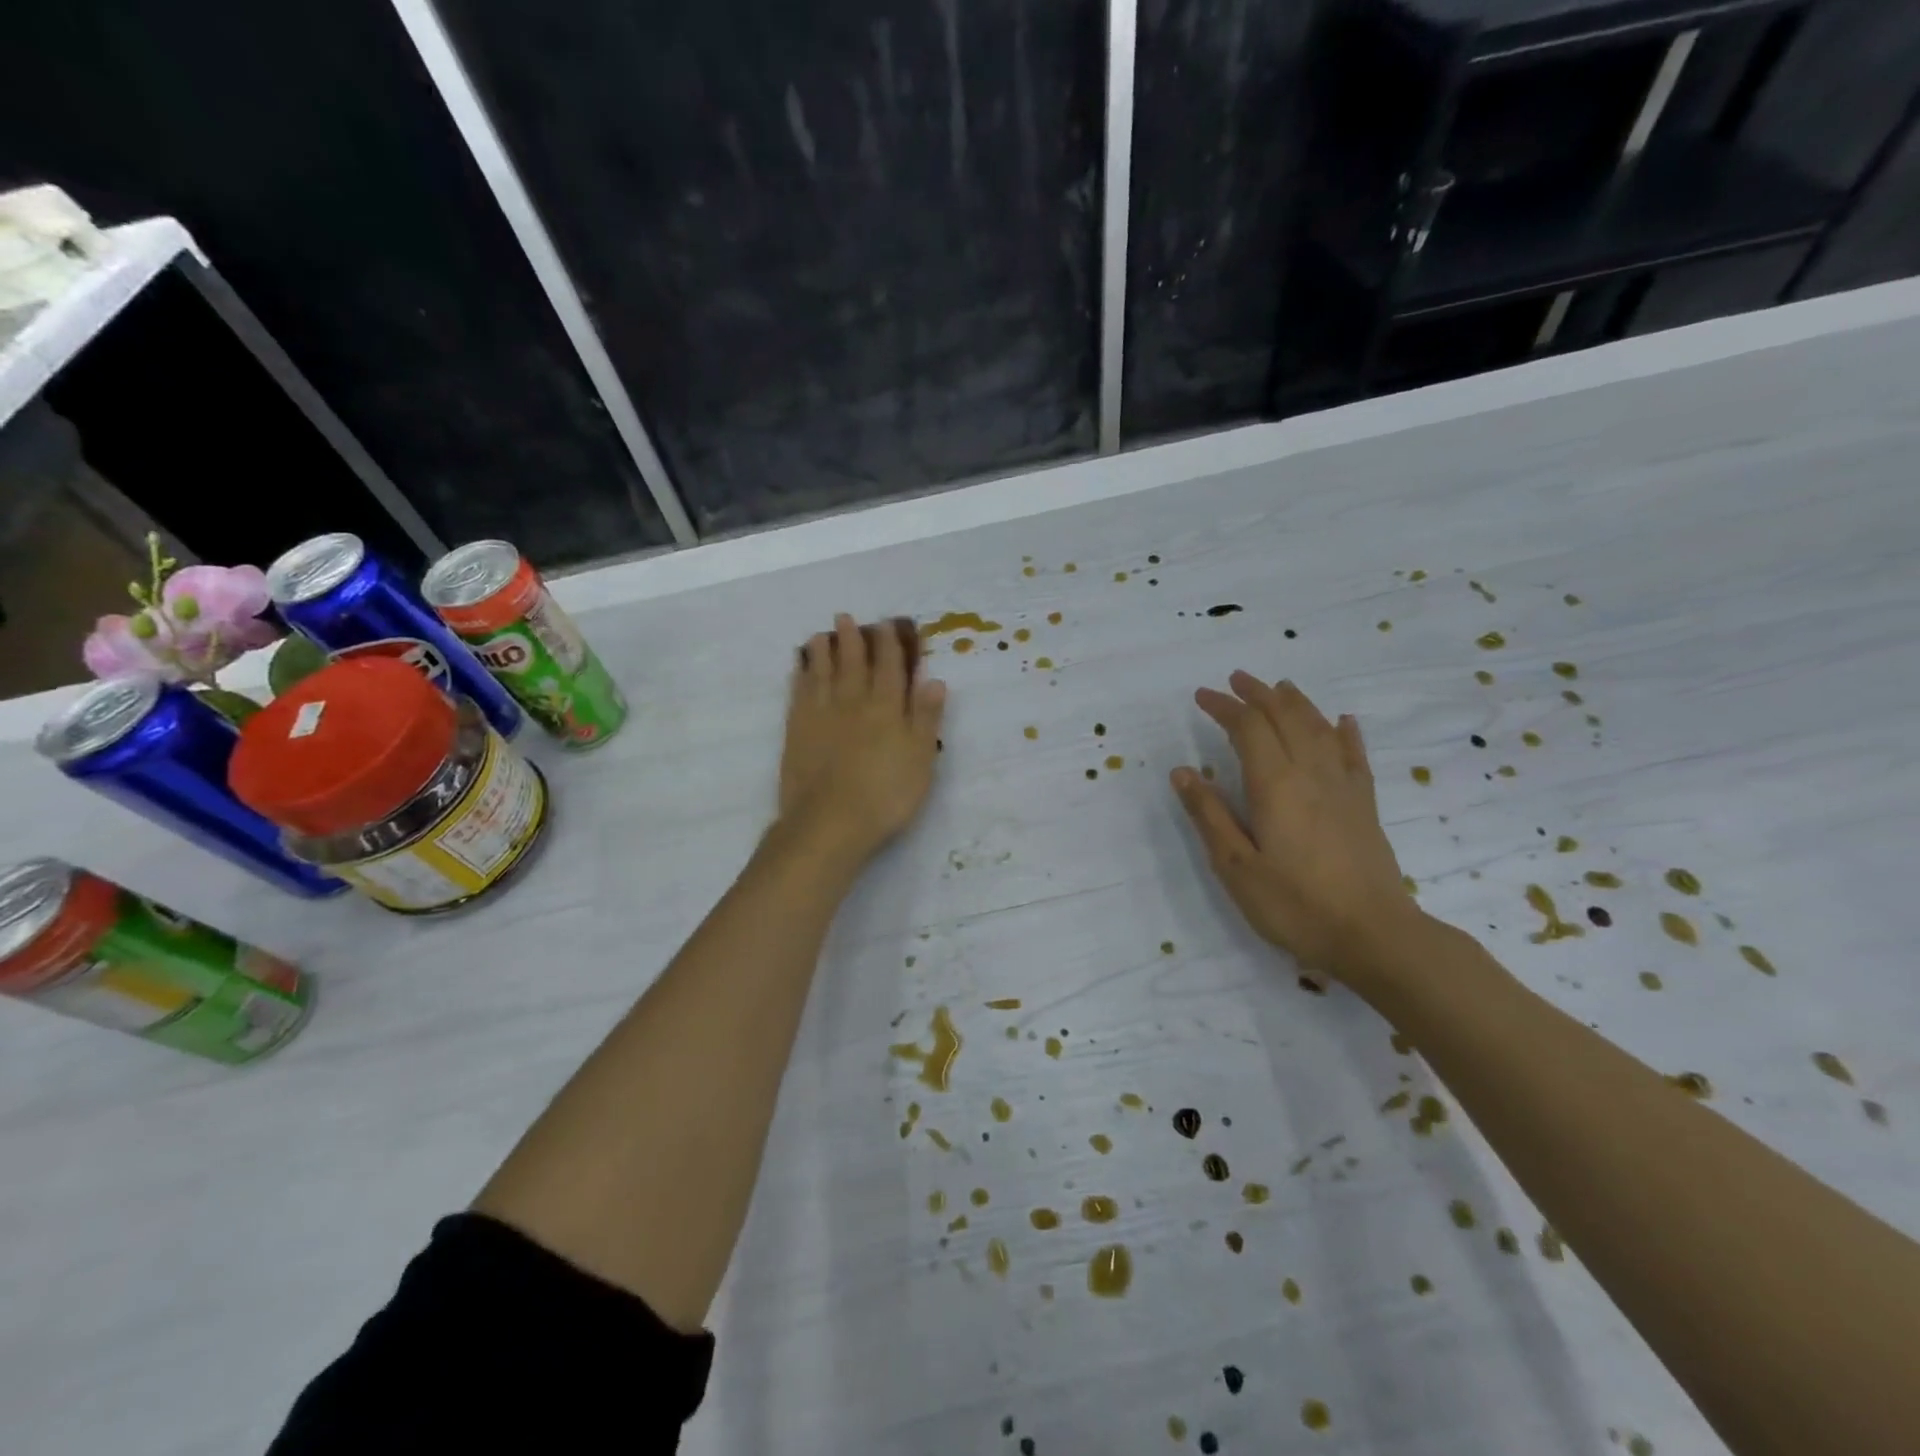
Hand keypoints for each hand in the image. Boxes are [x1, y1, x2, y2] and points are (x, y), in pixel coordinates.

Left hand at [779, 614, 946, 864]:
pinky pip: (798, 694)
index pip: (889, 667)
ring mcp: (820, 715)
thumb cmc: (885, 794)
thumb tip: (933, 680)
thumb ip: (926, 717)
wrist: (829, 821)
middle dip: (852, 639)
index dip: (889, 644)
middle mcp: (852, 702)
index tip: (886, 625)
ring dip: (822, 652)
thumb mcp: (921, 759)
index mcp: (886, 708)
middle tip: (845, 618)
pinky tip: (799, 670)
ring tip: (821, 635)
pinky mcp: (796, 731)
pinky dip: (800, 677)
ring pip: (821, 673)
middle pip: (852, 663)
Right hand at [1171, 672, 1413, 981]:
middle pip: (1286, 717)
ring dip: (1296, 702)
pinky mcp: (1365, 805)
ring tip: (1279, 686)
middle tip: (1235, 680)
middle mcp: (1312, 773)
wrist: (1375, 936)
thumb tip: (1183, 772)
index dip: (1224, 707)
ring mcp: (1344, 787)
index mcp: (1276, 785)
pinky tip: (1343, 721)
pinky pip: (1355, 755)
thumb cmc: (1295, 905)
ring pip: (1319, 728)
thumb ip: (1209, 815)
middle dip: (1258, 694)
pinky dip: (1345, 732)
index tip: (1201, 696)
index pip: (1248, 728)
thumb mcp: (1236, 866)